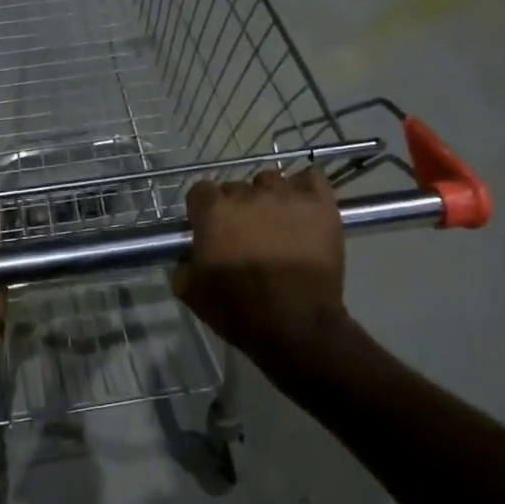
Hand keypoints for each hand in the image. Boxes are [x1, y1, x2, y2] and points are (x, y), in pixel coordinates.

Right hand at [172, 168, 348, 371]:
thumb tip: (190, 254)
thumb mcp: (191, 293)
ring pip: (271, 180)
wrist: (297, 326)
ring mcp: (287, 196)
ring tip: (276, 222)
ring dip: (268, 197)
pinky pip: (311, 177)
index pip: (201, 190)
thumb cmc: (239, 311)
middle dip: (236, 207)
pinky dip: (305, 187)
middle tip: (244, 234)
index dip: (203, 210)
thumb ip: (183, 263)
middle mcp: (249, 195)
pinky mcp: (320, 204)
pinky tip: (302, 205)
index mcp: (214, 212)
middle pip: (236, 187)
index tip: (208, 228)